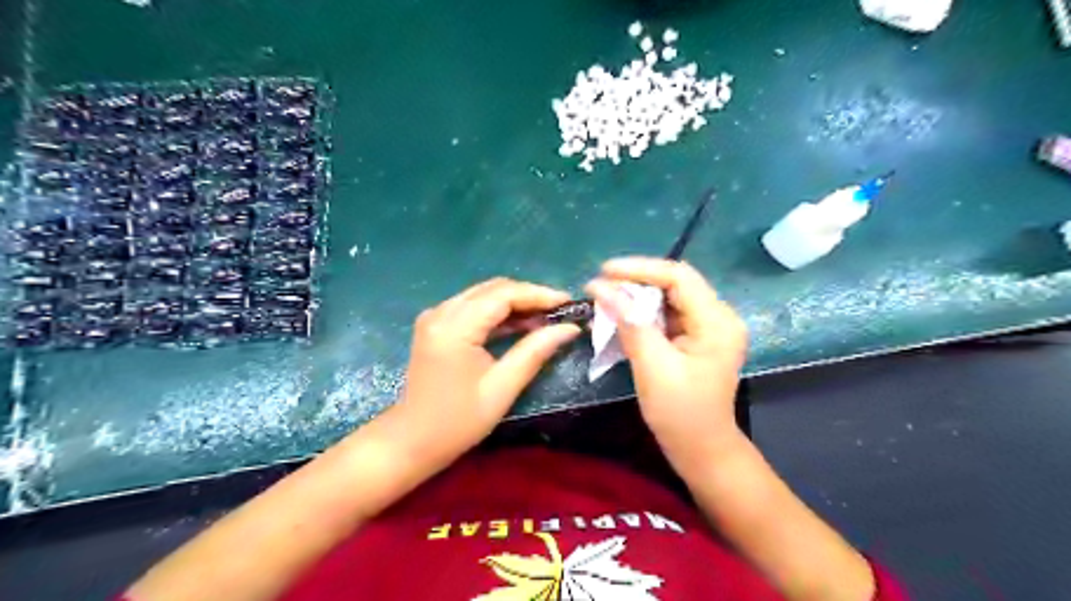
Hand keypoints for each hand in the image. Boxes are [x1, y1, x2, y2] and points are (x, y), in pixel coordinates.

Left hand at [395, 277, 582, 464]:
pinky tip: (521, 325)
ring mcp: (435, 316)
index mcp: (455, 327)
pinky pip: (473, 306)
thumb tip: (569, 328)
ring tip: (547, 318)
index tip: (569, 302)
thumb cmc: (457, 422)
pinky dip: (498, 312)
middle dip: (529, 296)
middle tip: (560, 312)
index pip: (503, 295)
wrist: (411, 441)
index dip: (539, 295)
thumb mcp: (502, 388)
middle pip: (493, 289)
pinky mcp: (436, 324)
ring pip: (484, 294)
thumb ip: (535, 351)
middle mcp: (441, 312)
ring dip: (515, 303)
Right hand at [583, 259, 746, 464]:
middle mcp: (718, 317)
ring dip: (636, 297)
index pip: (678, 276)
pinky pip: (666, 315)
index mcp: (716, 321)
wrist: (701, 450)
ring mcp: (708, 327)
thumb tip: (600, 287)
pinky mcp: (696, 338)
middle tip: (600, 286)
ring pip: (668, 297)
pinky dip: (642, 313)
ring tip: (604, 298)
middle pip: (674, 283)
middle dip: (635, 281)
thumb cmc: (680, 413)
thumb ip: (629, 322)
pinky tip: (620, 316)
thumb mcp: (652, 366)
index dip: (640, 268)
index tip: (604, 271)